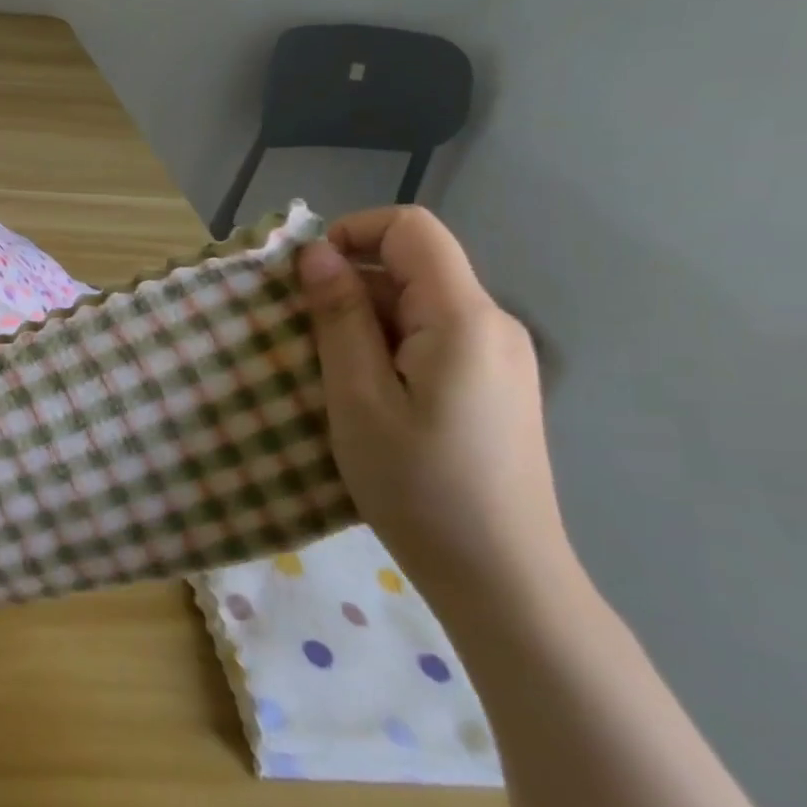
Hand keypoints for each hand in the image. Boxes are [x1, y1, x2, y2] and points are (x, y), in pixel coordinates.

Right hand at [295, 206, 575, 608]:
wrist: (502, 577)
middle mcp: (492, 324)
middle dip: (348, 285)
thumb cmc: (419, 485)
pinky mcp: (494, 384)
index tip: (306, 279)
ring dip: (363, 321)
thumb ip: (338, 316)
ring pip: (418, 304)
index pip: (410, 229)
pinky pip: (432, 337)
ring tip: (329, 375)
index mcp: (463, 318)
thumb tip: (314, 251)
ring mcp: (499, 356)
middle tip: (304, 340)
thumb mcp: (358, 397)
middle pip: (412, 266)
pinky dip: (388, 346)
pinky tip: (367, 395)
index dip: (351, 233)